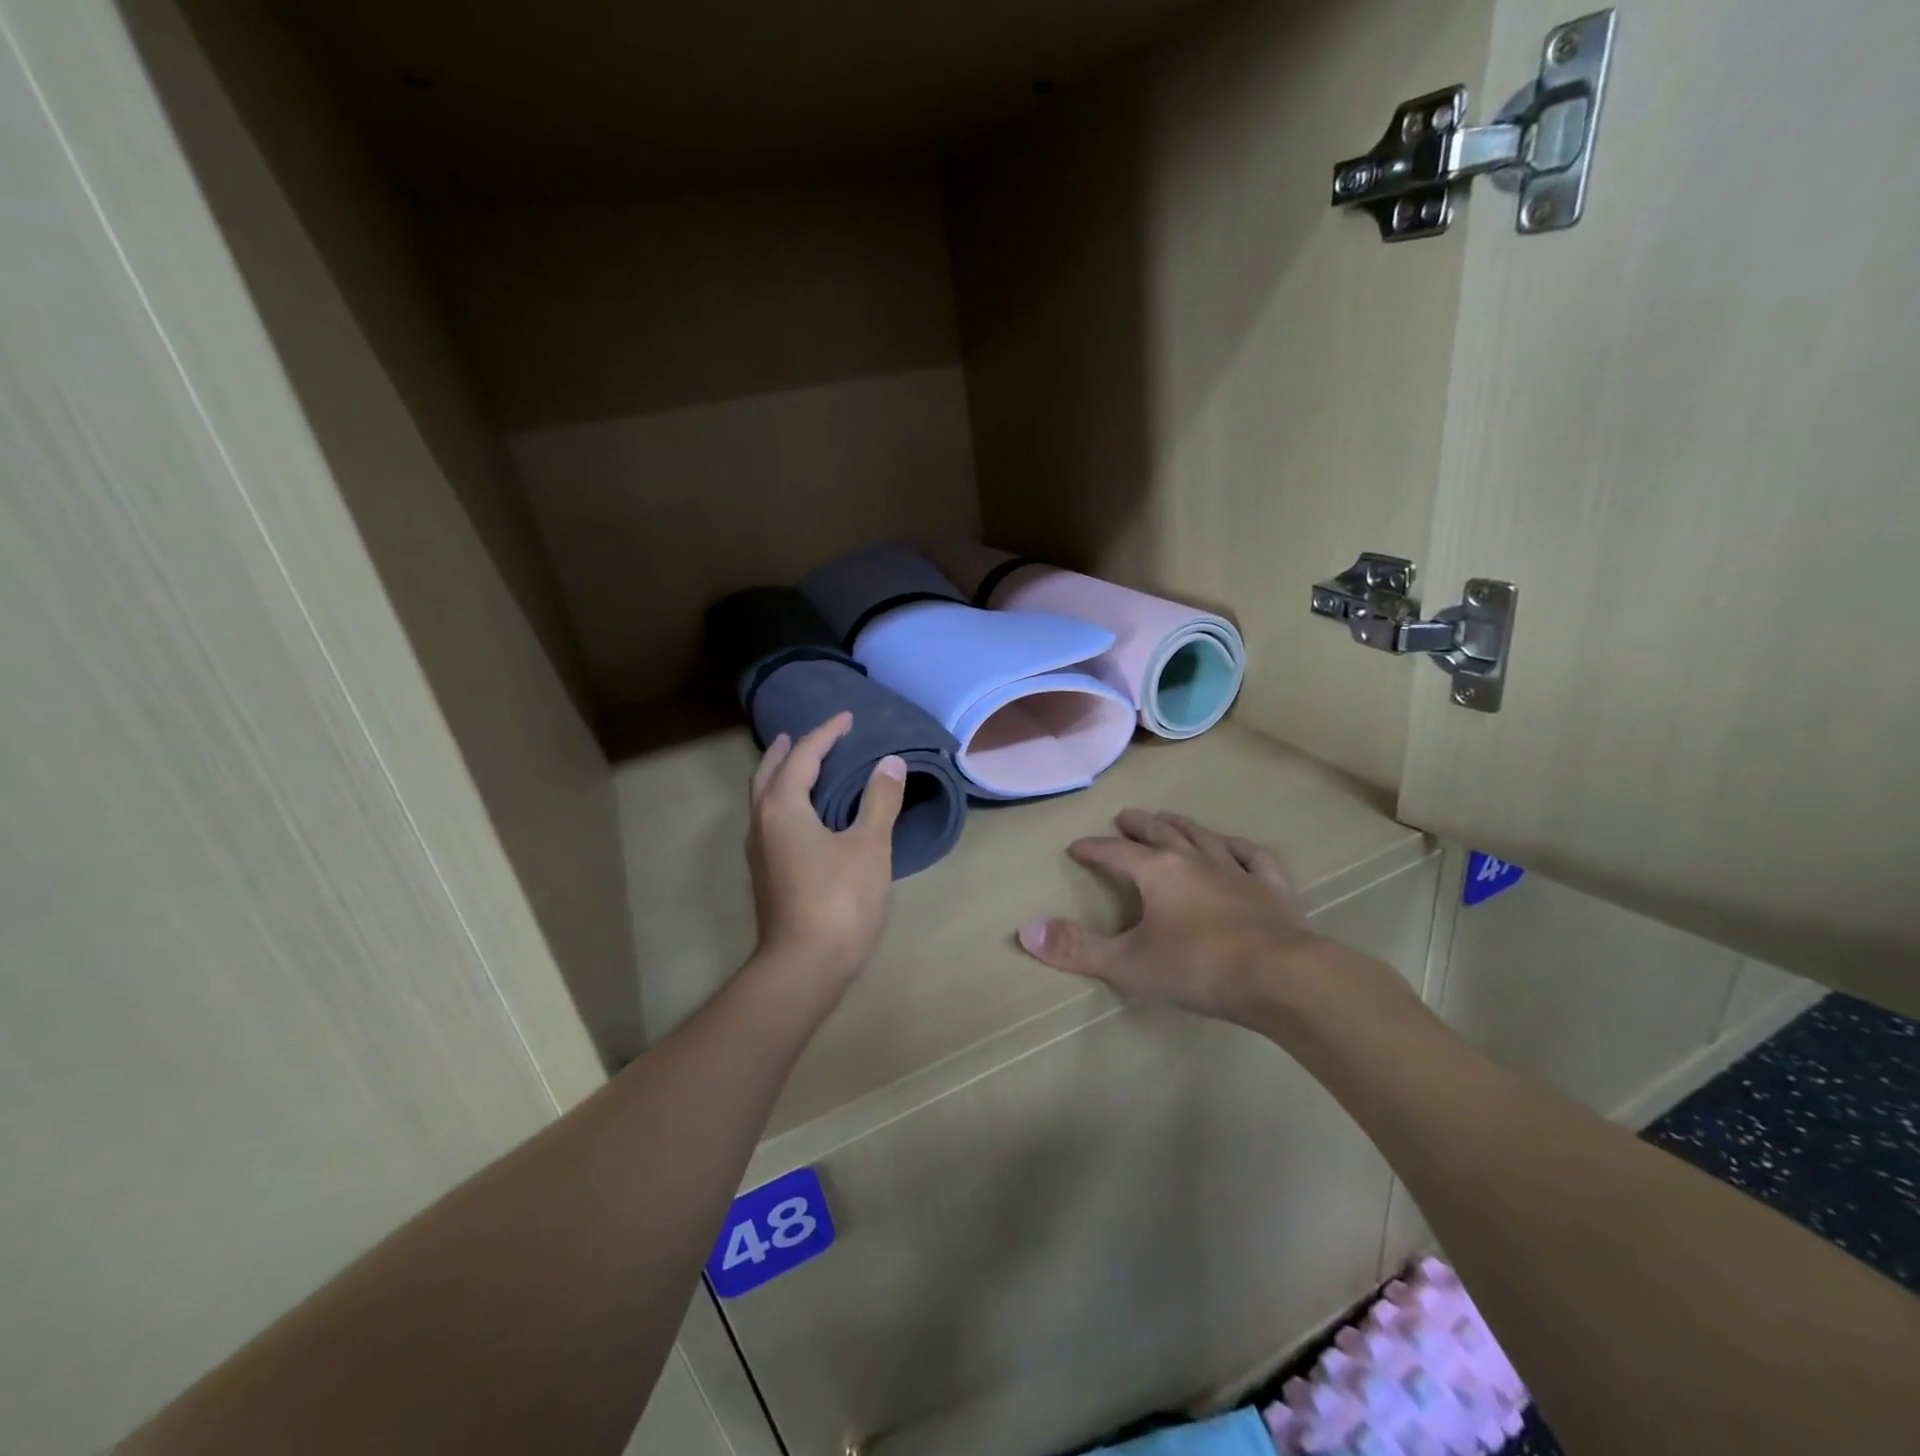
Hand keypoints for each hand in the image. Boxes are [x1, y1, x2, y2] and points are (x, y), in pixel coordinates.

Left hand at [746, 713, 904, 998]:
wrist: (804, 967)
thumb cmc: (839, 901)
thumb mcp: (868, 846)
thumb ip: (879, 801)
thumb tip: (891, 762)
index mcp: (783, 807)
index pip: (803, 756)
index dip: (826, 733)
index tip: (847, 717)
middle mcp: (762, 823)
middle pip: (769, 773)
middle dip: (787, 751)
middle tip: (804, 735)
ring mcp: (760, 851)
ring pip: (765, 799)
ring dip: (781, 776)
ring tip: (802, 767)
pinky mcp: (767, 874)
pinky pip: (771, 820)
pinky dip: (785, 802)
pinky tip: (805, 815)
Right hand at [1016, 809, 1339, 1026]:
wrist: (1281, 978)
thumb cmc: (1197, 967)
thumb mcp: (1128, 963)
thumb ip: (1076, 948)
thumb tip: (1026, 930)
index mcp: (1159, 872)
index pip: (1117, 852)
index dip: (1094, 848)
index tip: (1076, 846)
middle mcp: (1196, 860)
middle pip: (1161, 833)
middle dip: (1139, 825)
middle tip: (1124, 817)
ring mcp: (1238, 871)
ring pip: (1204, 837)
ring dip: (1183, 826)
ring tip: (1169, 818)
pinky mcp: (1273, 889)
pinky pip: (1255, 857)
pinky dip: (1241, 848)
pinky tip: (1236, 847)